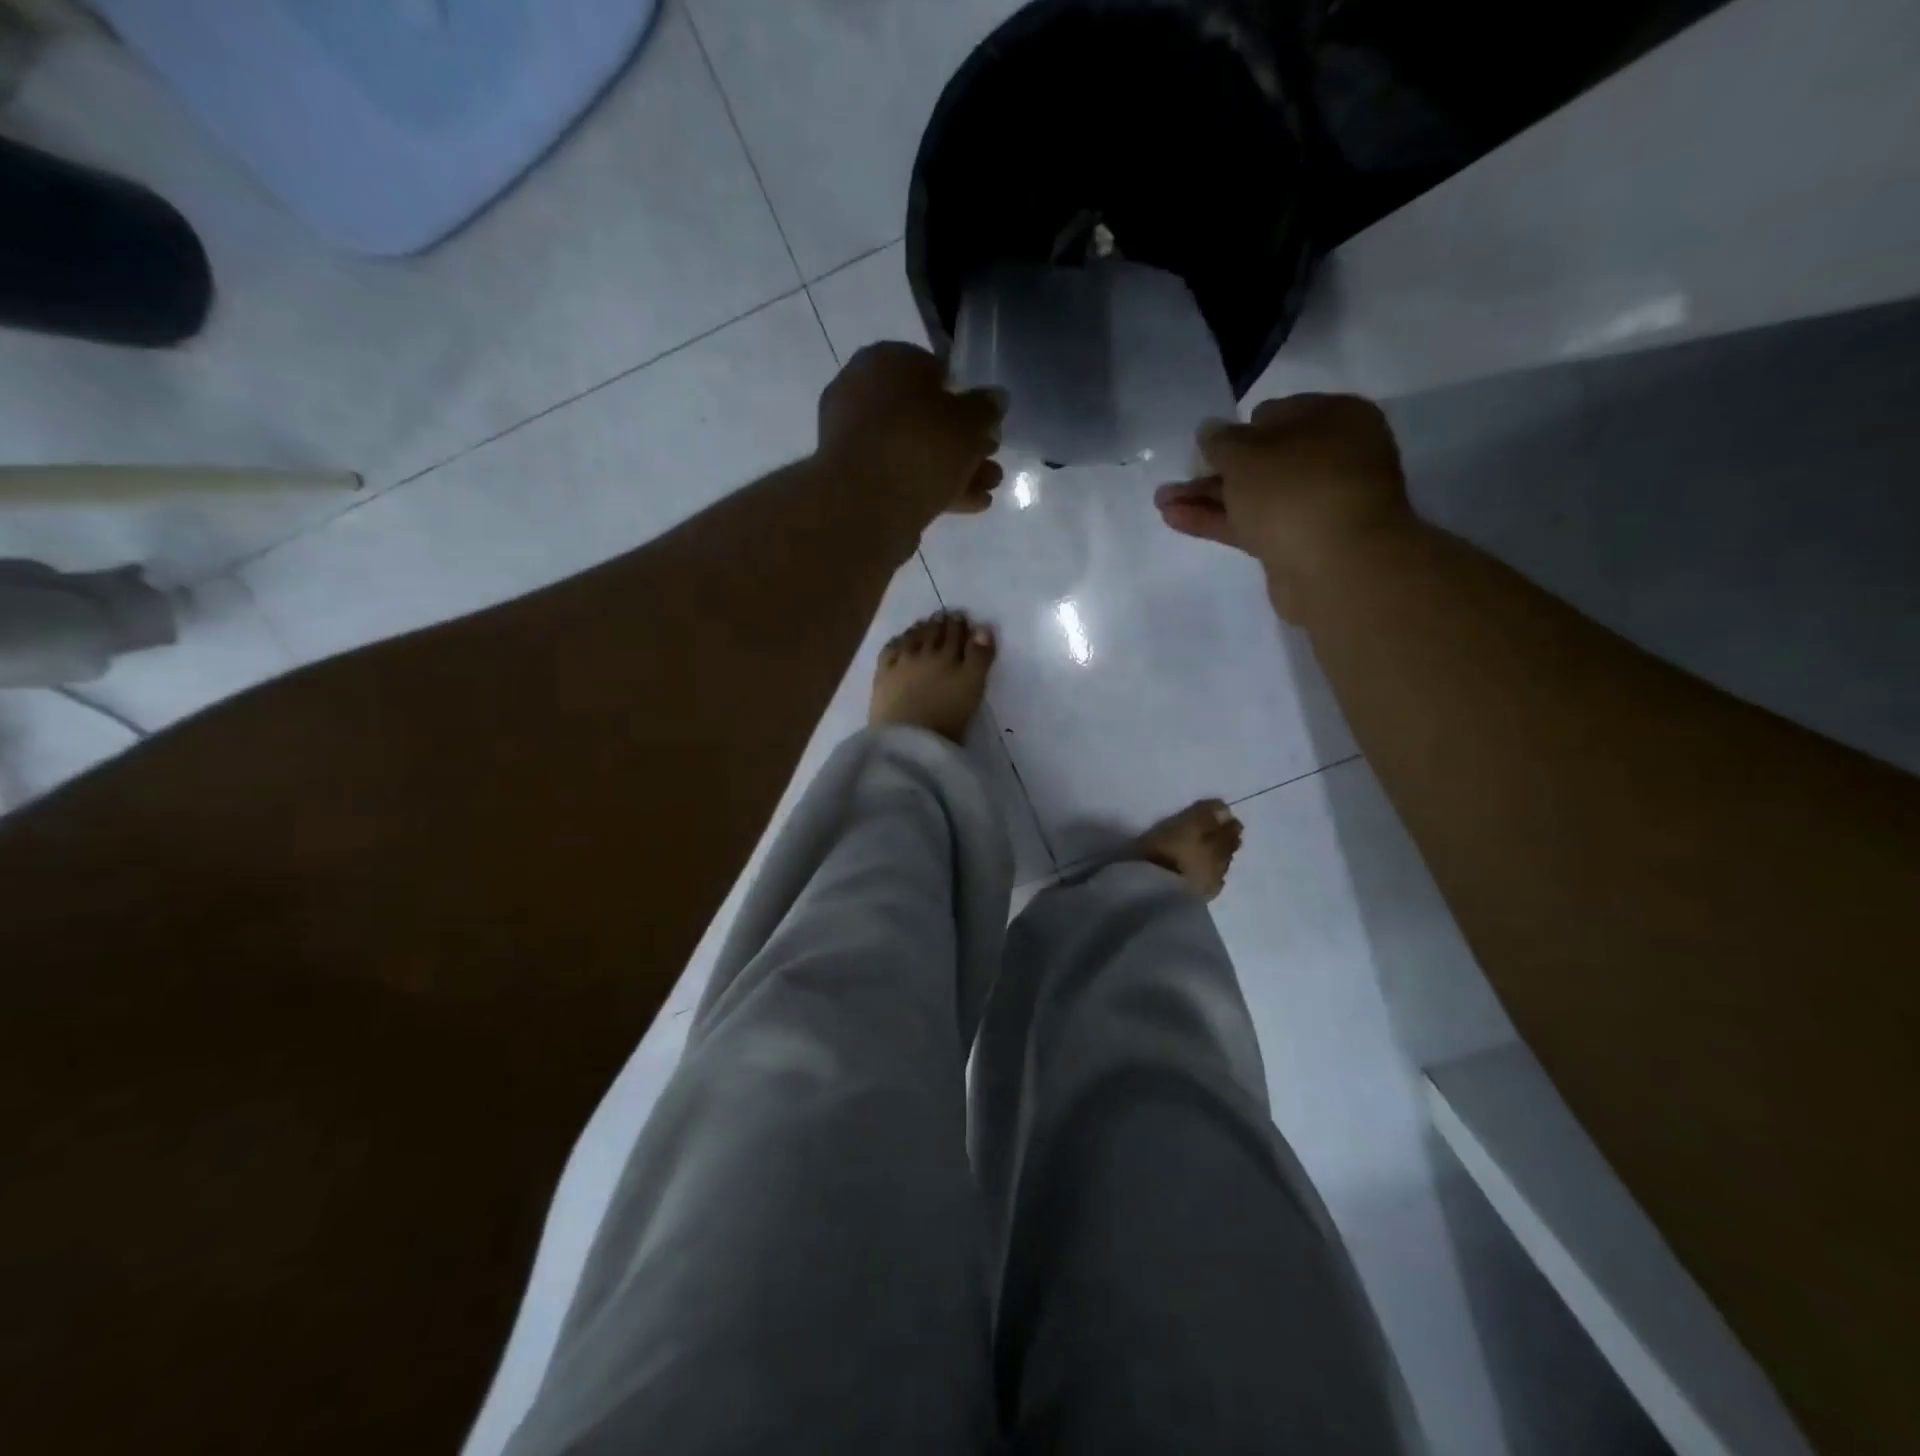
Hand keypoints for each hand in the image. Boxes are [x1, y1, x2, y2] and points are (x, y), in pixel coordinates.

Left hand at [818, 342, 1006, 518]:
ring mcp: (853, 439)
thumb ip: (986, 408)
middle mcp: (861, 392)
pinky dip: (930, 487)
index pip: (933, 370)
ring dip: (952, 468)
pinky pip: (899, 476)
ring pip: (913, 449)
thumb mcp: (970, 422)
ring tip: (988, 488)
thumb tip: (994, 399)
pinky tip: (966, 505)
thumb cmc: (921, 446)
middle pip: (923, 415)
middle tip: (991, 458)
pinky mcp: (853, 479)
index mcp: (886, 360)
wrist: (866, 505)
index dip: (965, 397)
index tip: (986, 422)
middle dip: (961, 440)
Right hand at [1154, 394, 1414, 618]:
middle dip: (1216, 468)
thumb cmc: (1296, 489)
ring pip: (1252, 495)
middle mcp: (1330, 458)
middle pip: (1262, 459)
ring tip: (1160, 501)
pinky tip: (1175, 518)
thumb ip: (1221, 441)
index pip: (1278, 413)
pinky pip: (1250, 524)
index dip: (1240, 428)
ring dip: (1207, 496)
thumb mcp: (1247, 454)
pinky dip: (1216, 520)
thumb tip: (1210, 430)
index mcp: (1334, 418)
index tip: (1208, 445)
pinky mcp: (1296, 543)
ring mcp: (1313, 504)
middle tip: (1177, 474)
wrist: (1337, 567)